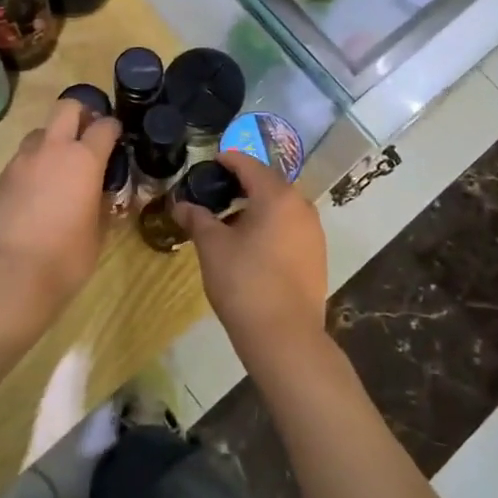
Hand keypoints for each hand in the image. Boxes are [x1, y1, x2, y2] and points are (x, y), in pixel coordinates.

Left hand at [0, 98, 123, 310]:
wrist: (15, 272)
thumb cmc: (68, 255)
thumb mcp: (99, 229)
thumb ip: (102, 201)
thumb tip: (102, 192)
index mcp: (84, 159)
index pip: (104, 126)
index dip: (113, 129)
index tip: (116, 138)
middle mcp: (53, 149)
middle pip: (67, 108)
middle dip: (81, 114)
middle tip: (87, 134)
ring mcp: (23, 160)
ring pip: (40, 132)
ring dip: (53, 139)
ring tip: (59, 165)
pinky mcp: (2, 176)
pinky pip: (22, 158)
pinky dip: (34, 164)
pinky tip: (37, 189)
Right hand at [175, 151, 328, 366]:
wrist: (285, 337)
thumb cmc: (245, 283)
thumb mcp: (213, 247)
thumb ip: (197, 219)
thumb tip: (181, 204)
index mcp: (277, 196)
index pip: (249, 165)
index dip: (228, 160)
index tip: (210, 162)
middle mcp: (301, 206)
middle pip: (269, 183)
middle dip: (242, 183)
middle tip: (215, 191)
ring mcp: (314, 232)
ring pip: (281, 206)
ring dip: (257, 206)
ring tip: (230, 220)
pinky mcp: (317, 255)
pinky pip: (290, 227)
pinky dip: (271, 225)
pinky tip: (251, 243)